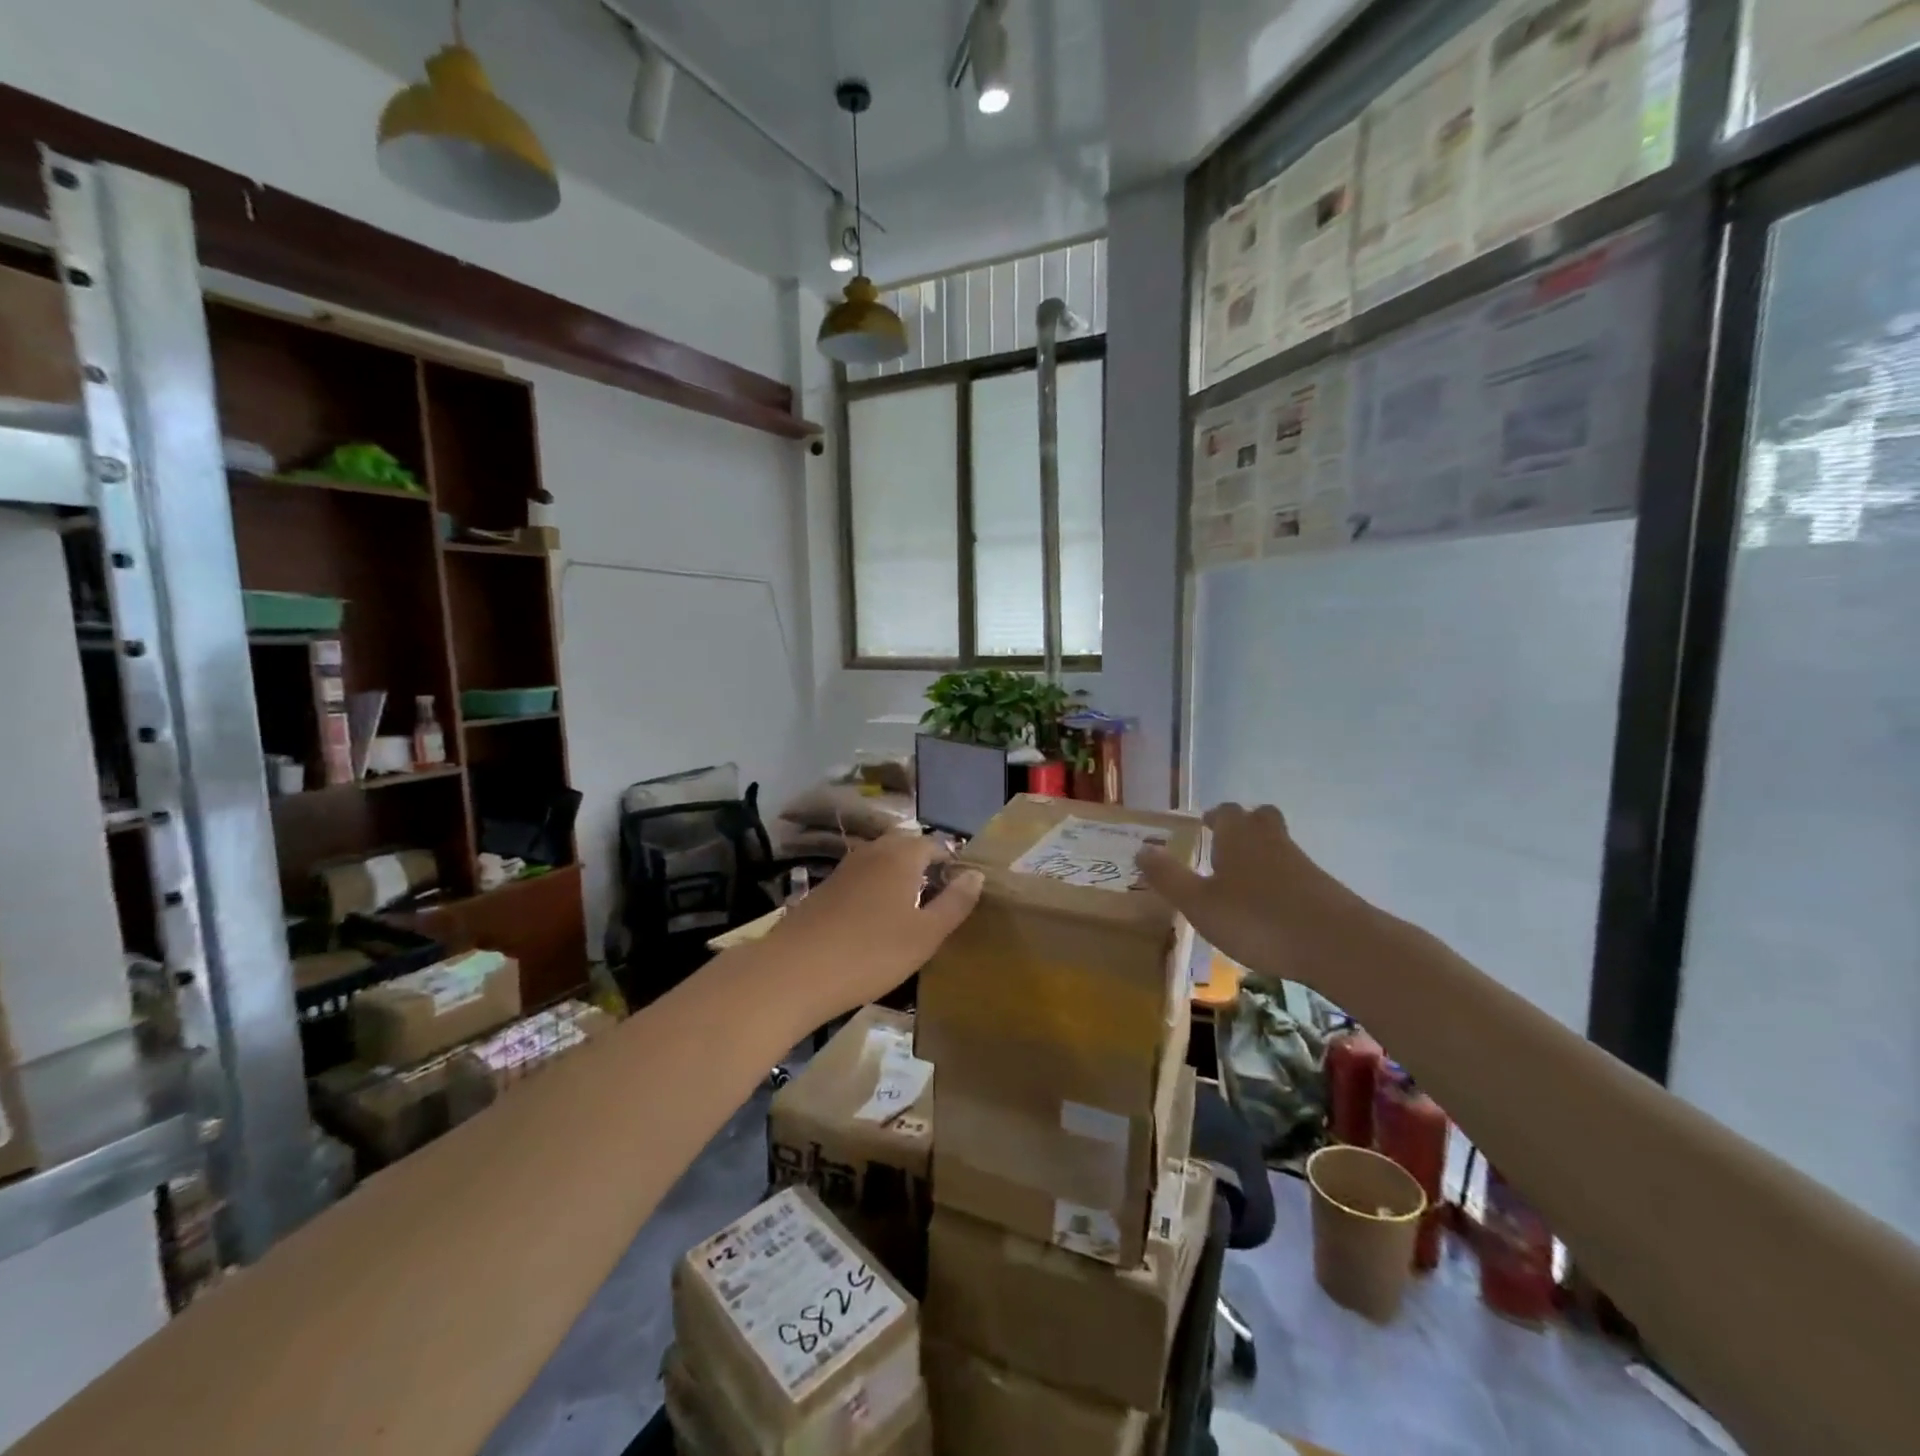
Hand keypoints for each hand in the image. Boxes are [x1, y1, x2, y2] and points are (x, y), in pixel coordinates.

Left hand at [763, 834, 982, 1027]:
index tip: (962, 890)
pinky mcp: (824, 888)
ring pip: (881, 861)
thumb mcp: (925, 934)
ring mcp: (845, 868)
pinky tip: (875, 921)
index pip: (936, 844)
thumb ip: (955, 902)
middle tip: (938, 899)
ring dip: (898, 877)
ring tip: (910, 911)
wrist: (795, 971)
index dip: (952, 863)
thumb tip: (976, 874)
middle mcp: (873, 852)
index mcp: (902, 856)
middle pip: (906, 847)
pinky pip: (861, 878)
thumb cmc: (872, 953)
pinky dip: (875, 890)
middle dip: (925, 866)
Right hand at [1136, 803, 1367, 990]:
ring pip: (1278, 845)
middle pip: (1260, 818)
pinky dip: (1280, 882)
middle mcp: (1270, 841)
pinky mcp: (1323, 890)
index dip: (1215, 817)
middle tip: (1225, 844)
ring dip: (1262, 855)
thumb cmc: (1257, 919)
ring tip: (1242, 882)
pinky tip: (1270, 909)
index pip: (1227, 812)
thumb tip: (1141, 849)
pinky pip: (1295, 873)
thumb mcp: (1200, 904)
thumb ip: (1169, 877)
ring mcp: (1301, 864)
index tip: (1203, 826)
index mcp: (1238, 837)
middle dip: (1243, 826)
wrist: (1337, 944)